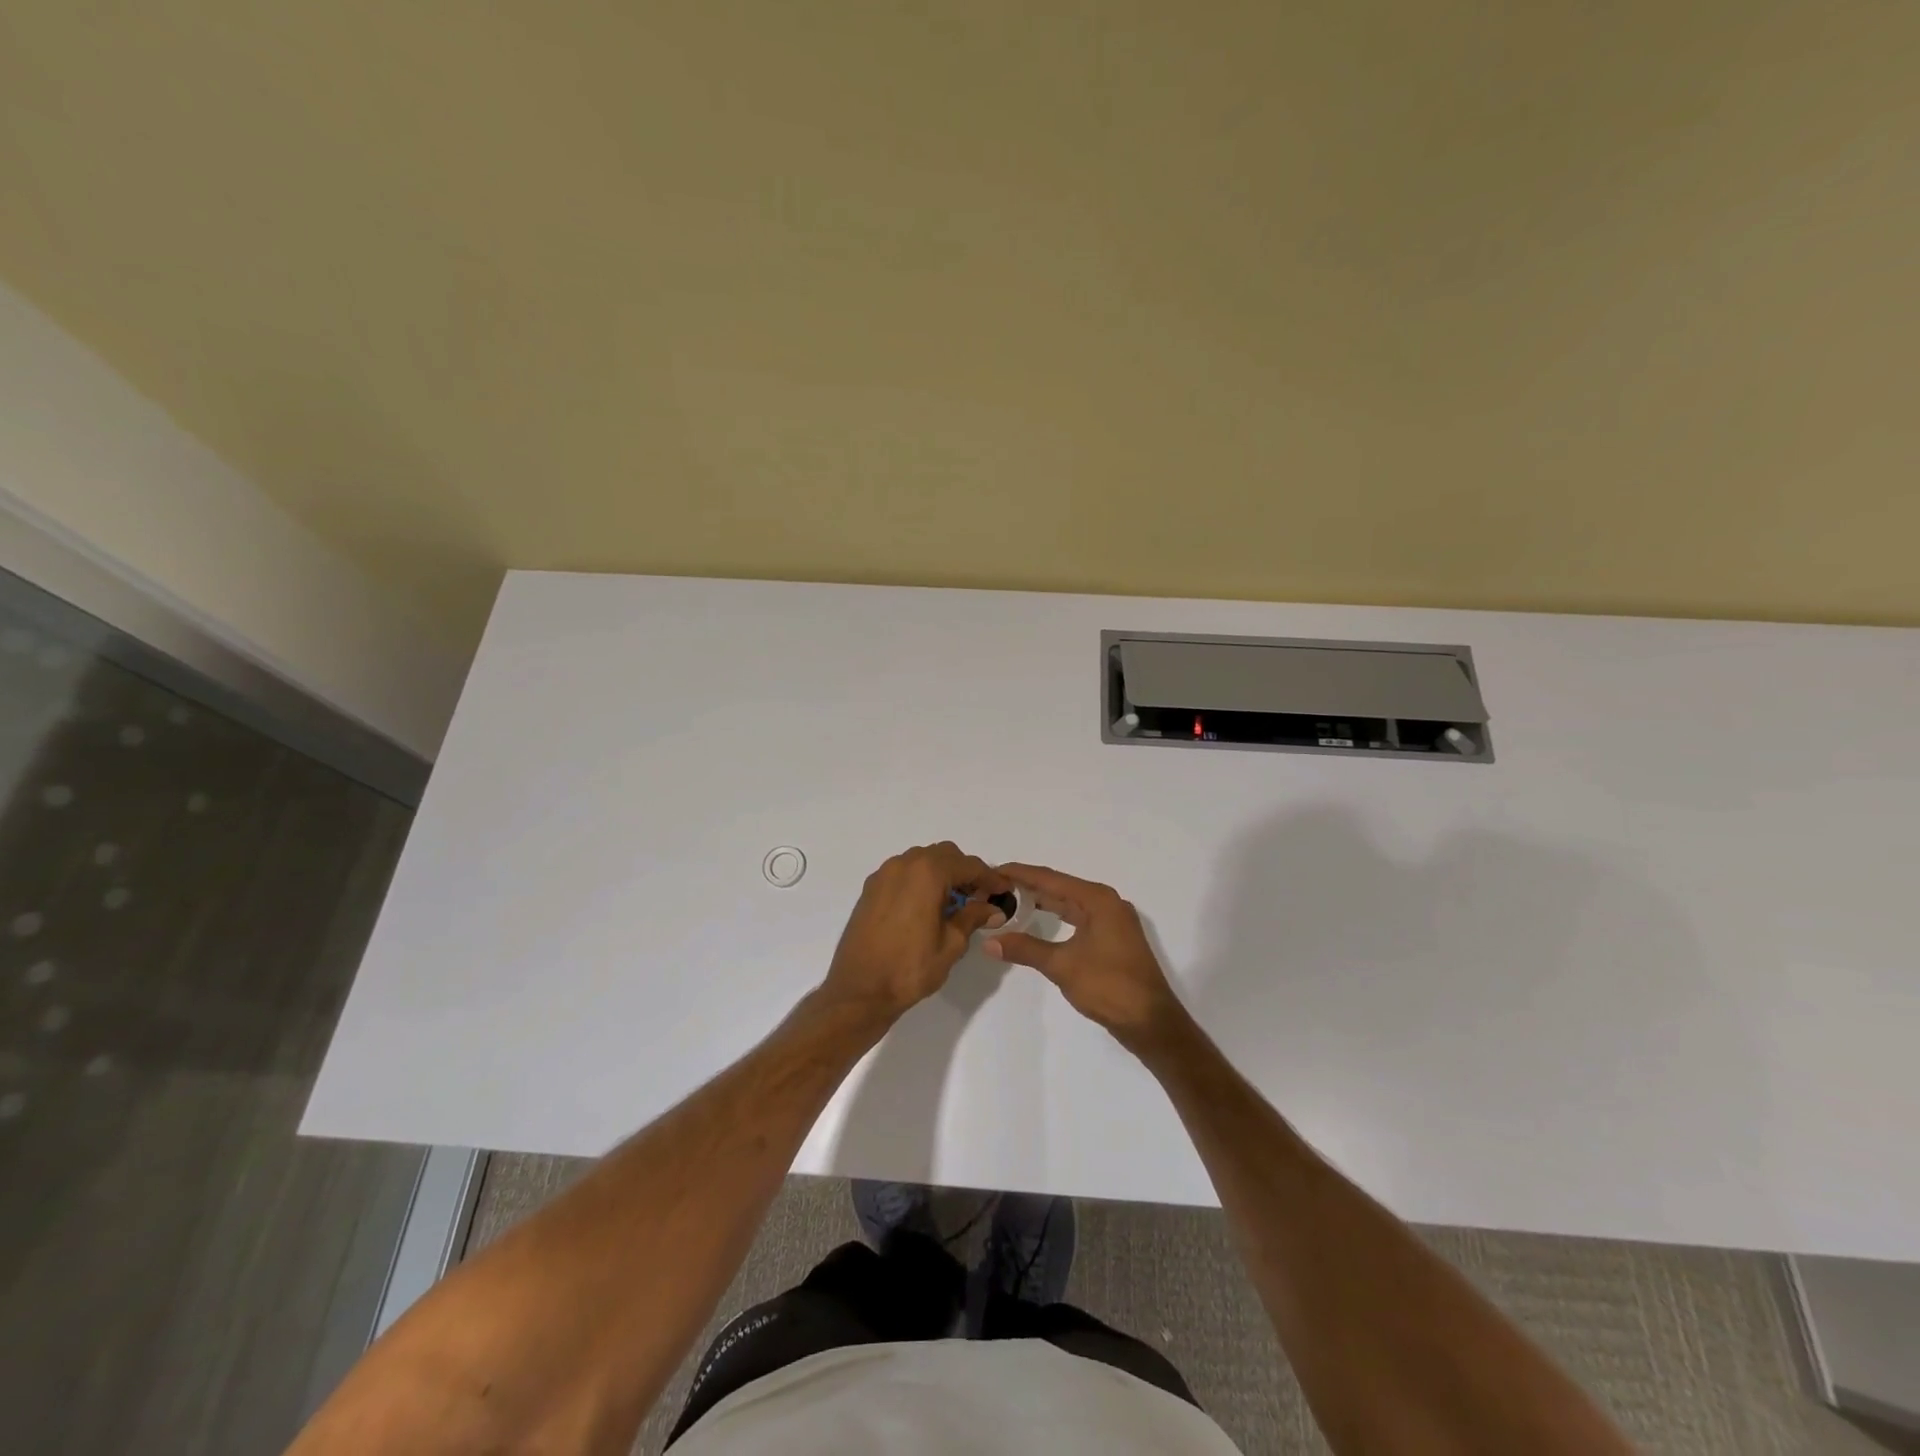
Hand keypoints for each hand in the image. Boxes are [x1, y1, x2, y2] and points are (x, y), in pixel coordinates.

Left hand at [821, 843, 1010, 1021]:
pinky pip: (903, 873)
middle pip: (944, 855)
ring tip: (954, 903)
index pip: (968, 865)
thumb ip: (973, 917)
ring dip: (941, 874)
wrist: (859, 990)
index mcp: (927, 873)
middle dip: (965, 872)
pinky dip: (920, 881)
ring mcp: (883, 875)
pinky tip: (927, 907)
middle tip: (980, 897)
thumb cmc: (910, 968)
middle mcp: (904, 864)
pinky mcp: (870, 889)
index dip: (989, 877)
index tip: (1004, 890)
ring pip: (921, 861)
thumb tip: (992, 908)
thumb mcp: (952, 944)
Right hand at [984, 863, 1186, 1054]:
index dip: (1020, 873)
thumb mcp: (1062, 965)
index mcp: (1097, 900)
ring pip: (1070, 903)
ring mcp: (1113, 921)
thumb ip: (1025, 949)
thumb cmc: (1108, 986)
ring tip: (1012, 900)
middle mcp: (1107, 902)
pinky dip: (1058, 917)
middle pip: (1060, 887)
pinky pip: (1079, 917)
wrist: (1151, 1022)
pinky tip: (1042, 921)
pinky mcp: (1113, 938)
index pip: (1050, 879)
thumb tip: (989, 941)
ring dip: (1043, 901)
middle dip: (1028, 886)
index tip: (993, 871)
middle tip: (996, 887)